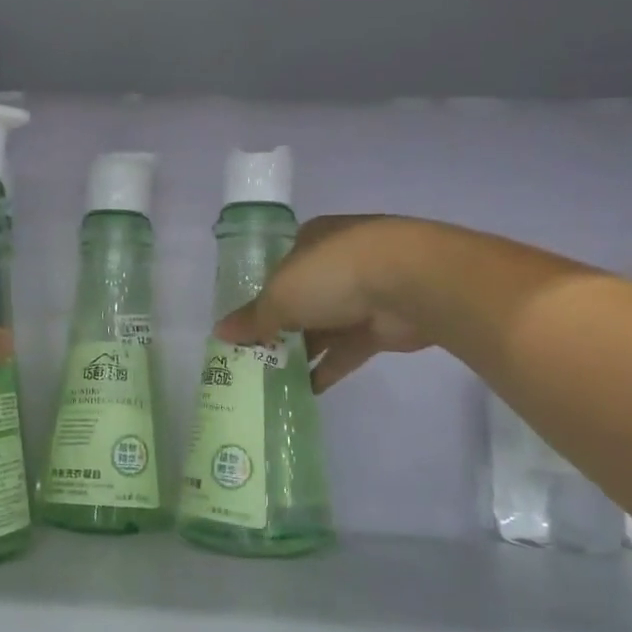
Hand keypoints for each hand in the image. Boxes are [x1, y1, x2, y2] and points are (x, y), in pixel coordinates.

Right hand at [215, 216, 443, 391]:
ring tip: (271, 379)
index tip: (242, 325)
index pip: (278, 269)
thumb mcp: (280, 295)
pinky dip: (328, 368)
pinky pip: (347, 349)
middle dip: (278, 328)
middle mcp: (337, 263)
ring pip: (324, 326)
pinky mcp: (381, 325)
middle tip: (252, 358)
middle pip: (300, 299)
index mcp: (310, 240)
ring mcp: (363, 293)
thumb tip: (220, 333)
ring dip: (301, 351)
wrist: (411, 283)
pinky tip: (305, 391)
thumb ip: (252, 318)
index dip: (259, 296)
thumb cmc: (334, 274)